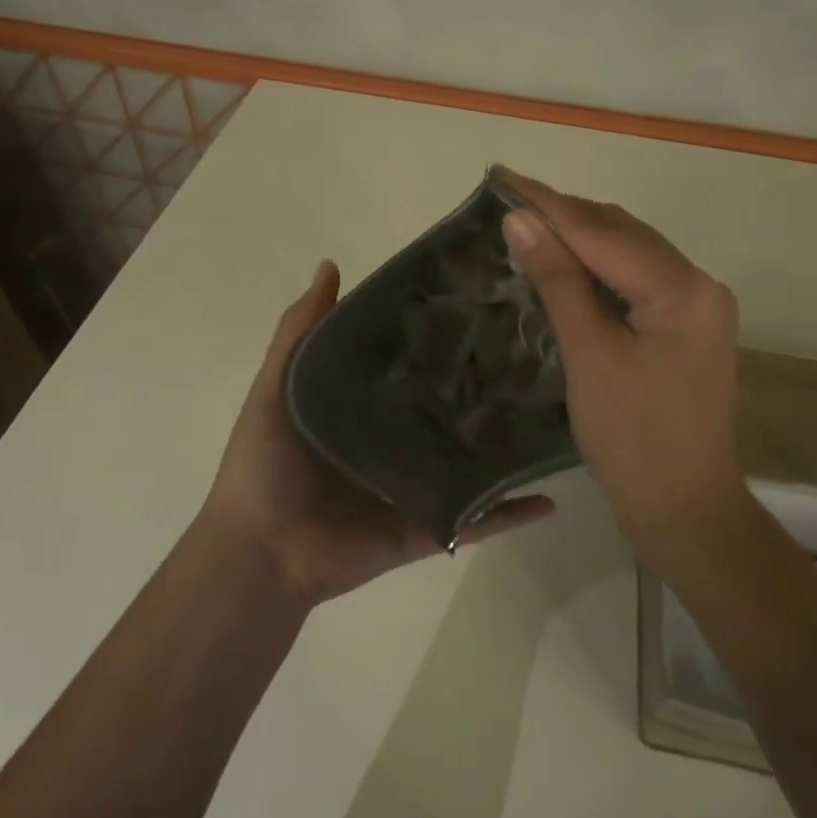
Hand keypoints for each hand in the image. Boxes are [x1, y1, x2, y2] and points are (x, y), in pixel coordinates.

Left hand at [198, 260, 556, 606]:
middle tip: (533, 350)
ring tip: (557, 411)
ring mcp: (416, 488)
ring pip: (471, 462)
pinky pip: (477, 521)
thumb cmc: (265, 464)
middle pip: (447, 411)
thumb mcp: (277, 385)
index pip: (411, 365)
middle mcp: (395, 443)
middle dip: (483, 385)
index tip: (480, 302)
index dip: (440, 336)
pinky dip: (512, 512)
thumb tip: (331, 265)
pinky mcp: (429, 528)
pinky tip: (553, 494)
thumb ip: (301, 331)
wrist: (260, 552)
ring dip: (506, 445)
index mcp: (363, 408)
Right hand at [494, 169, 743, 549]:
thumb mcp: (589, 354)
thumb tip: (519, 219)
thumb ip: (557, 280)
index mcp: (682, 288)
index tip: (501, 176)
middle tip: (506, 200)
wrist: (683, 509)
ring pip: (628, 254)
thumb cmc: (632, 437)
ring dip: (578, 239)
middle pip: (620, 234)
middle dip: (563, 216)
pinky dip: (595, 270)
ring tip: (526, 224)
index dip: (548, 203)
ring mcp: (695, 307)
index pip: (602, 231)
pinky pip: (633, 282)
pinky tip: (561, 265)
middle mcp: (698, 285)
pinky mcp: (682, 328)